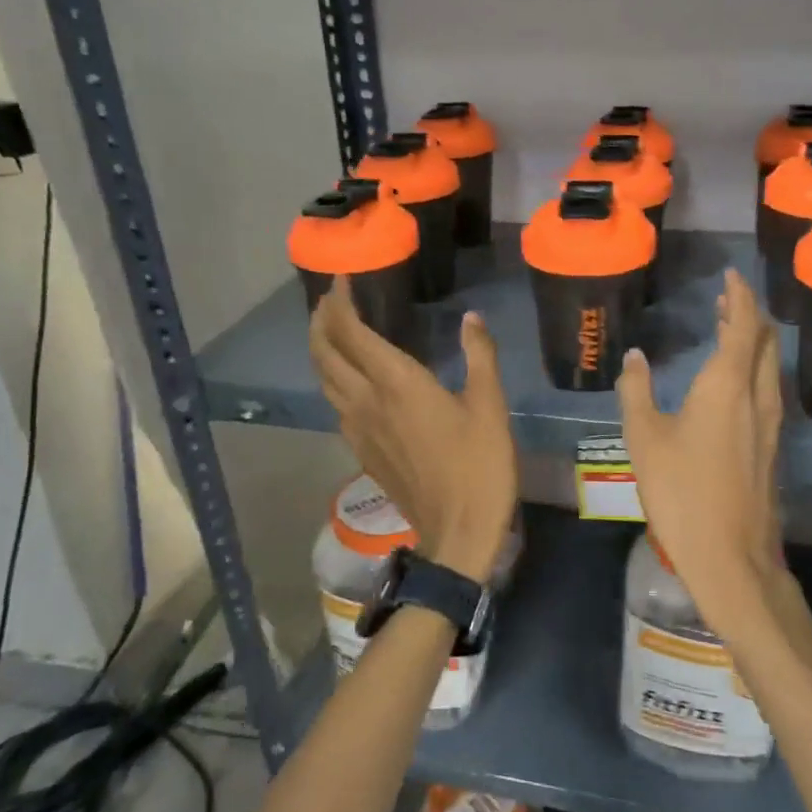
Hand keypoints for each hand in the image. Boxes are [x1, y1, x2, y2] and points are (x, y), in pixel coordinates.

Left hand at [309, 281, 516, 582]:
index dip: (340, 302)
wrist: (457, 531)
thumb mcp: (490, 406)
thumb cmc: (479, 465)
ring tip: (334, 331)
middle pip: (324, 353)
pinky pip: (335, 404)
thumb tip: (472, 318)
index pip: (350, 332)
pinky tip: (352, 379)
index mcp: (396, 384)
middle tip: (331, 300)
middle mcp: (366, 401)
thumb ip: (479, 356)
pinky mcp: (362, 450)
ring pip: (324, 380)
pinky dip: (334, 379)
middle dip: (321, 321)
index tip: (343, 280)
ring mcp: (357, 429)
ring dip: (322, 349)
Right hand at [617, 269, 784, 629]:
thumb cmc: (681, 491)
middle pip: (763, 341)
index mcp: (727, 385)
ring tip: (728, 329)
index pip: (743, 325)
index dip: (739, 296)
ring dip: (752, 341)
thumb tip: (634, 356)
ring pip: (769, 366)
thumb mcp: (644, 438)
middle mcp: (757, 396)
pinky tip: (733, 381)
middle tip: (726, 298)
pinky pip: (767, 389)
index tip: (731, 275)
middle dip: (748, 313)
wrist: (730, 555)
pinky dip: (753, 368)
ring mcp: (770, 423)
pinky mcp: (771, 446)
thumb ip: (636, 391)